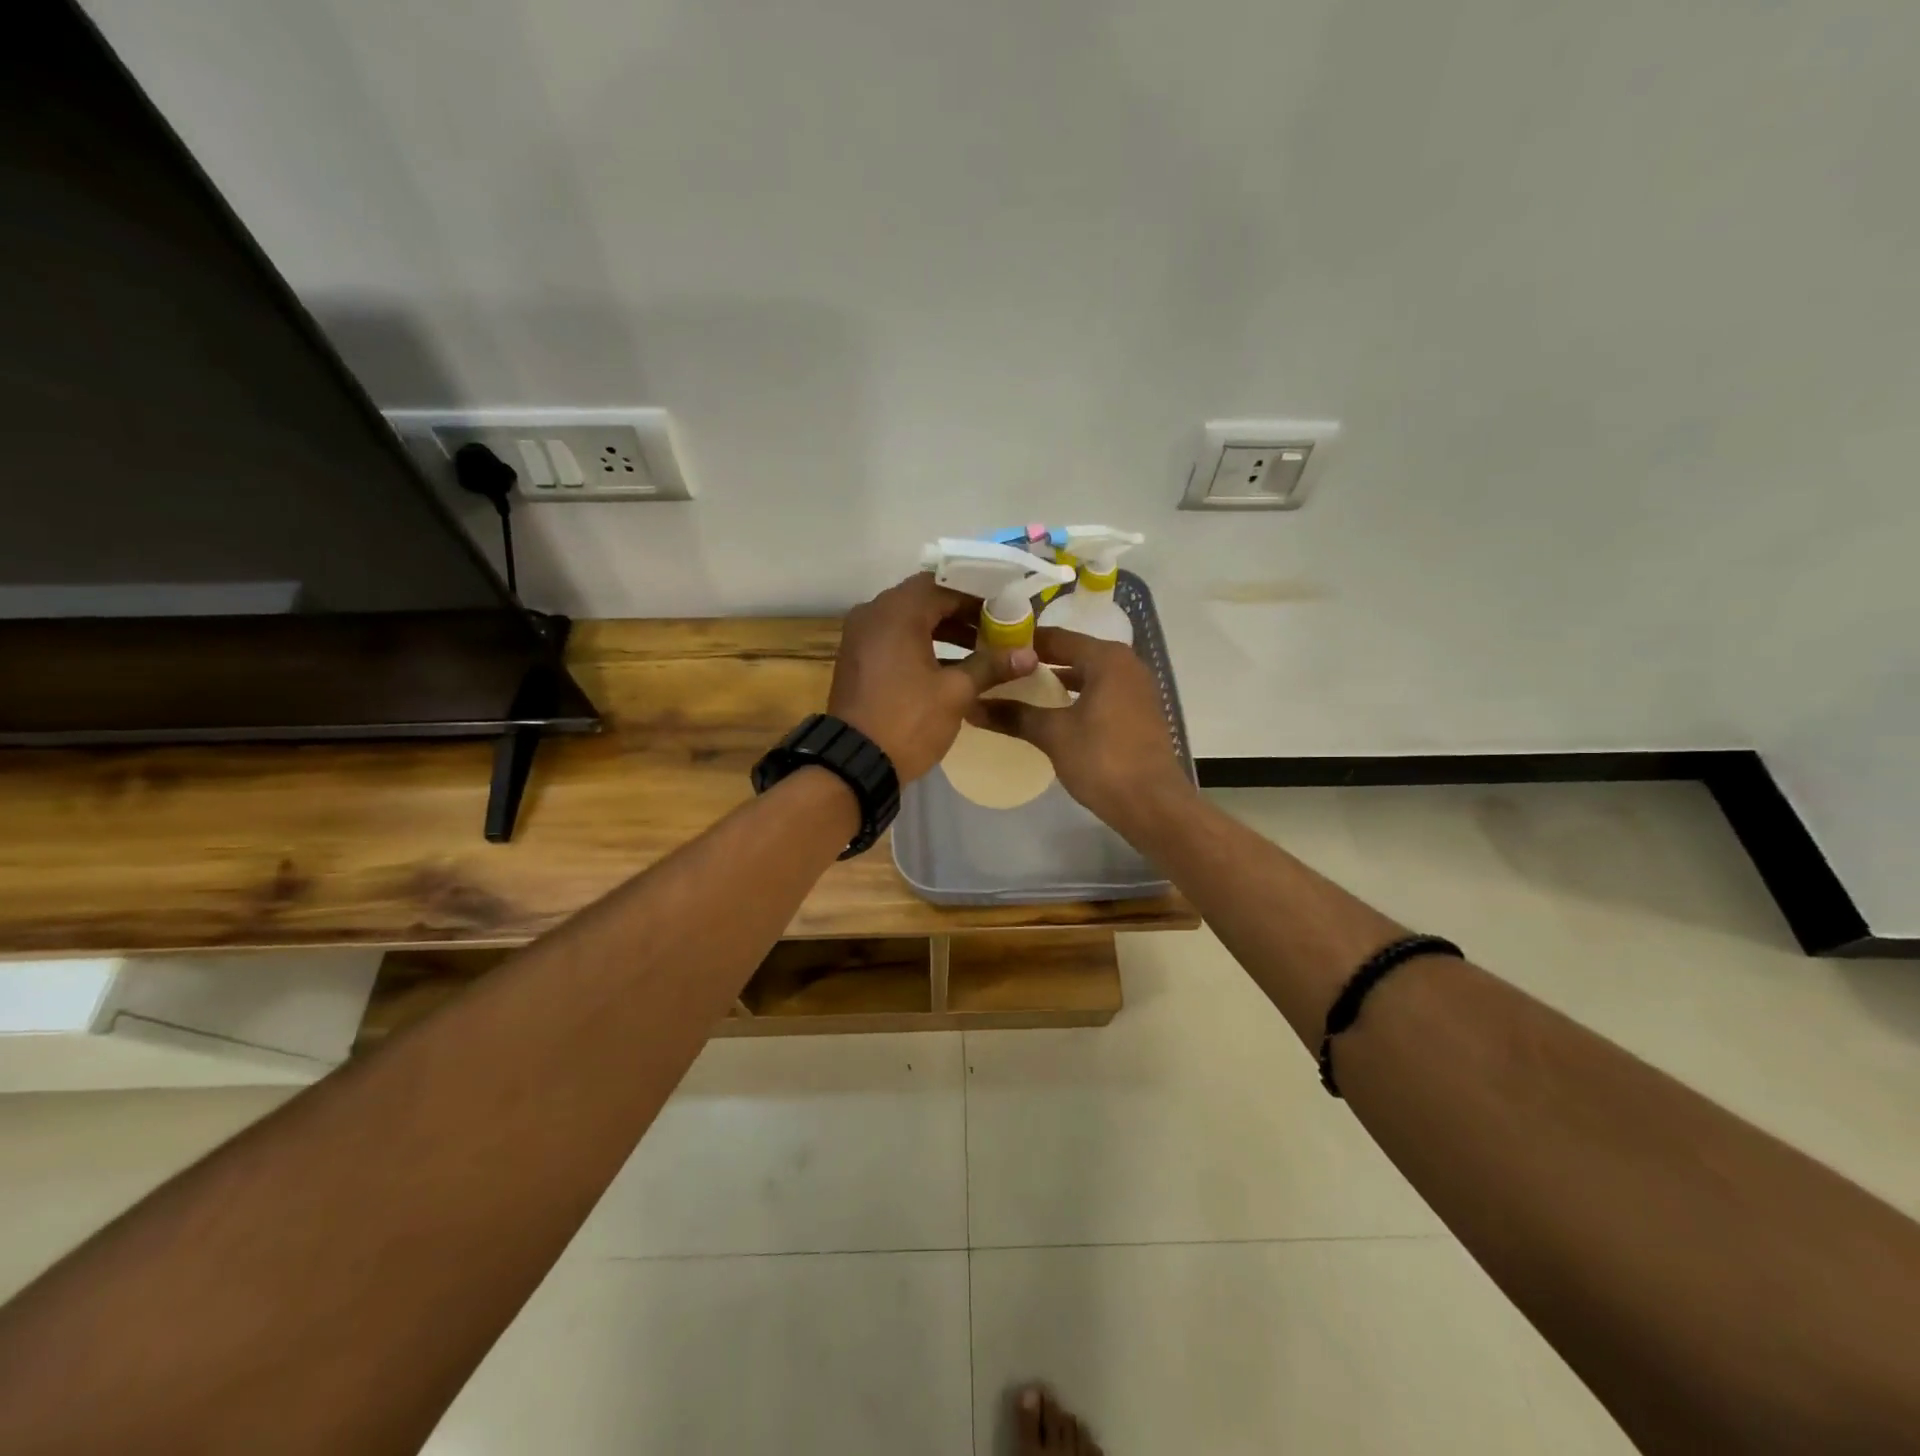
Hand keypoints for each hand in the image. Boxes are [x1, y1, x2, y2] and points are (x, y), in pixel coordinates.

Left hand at [830, 573, 1037, 782]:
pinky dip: (921, 645)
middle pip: (925, 601)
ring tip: (980, 650)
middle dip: (962, 614)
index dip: (977, 598)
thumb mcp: (955, 692)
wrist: (855, 763)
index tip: (1005, 612)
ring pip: (909, 621)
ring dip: (943, 631)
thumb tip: (1030, 655)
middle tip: (996, 630)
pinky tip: (950, 666)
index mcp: (896, 611)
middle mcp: (873, 614)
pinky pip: (894, 639)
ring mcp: (860, 637)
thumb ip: (991, 665)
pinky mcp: (857, 659)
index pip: (943, 587)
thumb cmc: (908, 720)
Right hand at [970, 626, 1192, 830]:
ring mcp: (1135, 691)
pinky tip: (1050, 715)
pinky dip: (1075, 699)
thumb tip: (971, 706)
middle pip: (1073, 654)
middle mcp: (1126, 665)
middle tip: (1000, 671)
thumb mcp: (1053, 734)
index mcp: (1107, 658)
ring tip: (1018, 691)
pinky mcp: (1138, 715)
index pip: (1056, 638)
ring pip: (1087, 676)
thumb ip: (1014, 715)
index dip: (1022, 643)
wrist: (1153, 805)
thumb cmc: (1103, 760)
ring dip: (1056, 682)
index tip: (990, 649)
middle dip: (1037, 663)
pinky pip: (1099, 695)